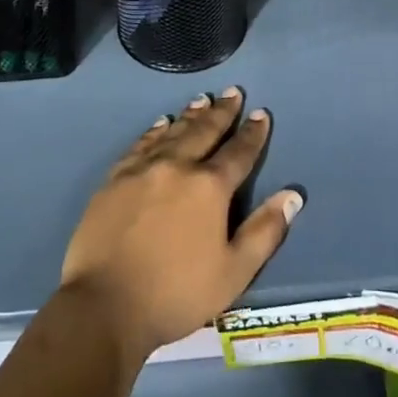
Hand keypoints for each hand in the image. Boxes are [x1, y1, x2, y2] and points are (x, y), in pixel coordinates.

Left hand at [60, 88, 303, 359]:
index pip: (238, 153)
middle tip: (232, 92)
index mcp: (209, 187)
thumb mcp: (234, 272)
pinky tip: (160, 124)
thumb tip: (292, 195)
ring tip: (202, 100)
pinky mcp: (115, 179)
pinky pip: (140, 144)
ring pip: (172, 132)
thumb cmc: (176, 293)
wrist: (105, 304)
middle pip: (204, 132)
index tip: (261, 114)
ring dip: (190, 115)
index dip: (253, 134)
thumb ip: (264, 231)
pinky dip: (154, 131)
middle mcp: (177, 166)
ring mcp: (142, 169)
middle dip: (222, 112)